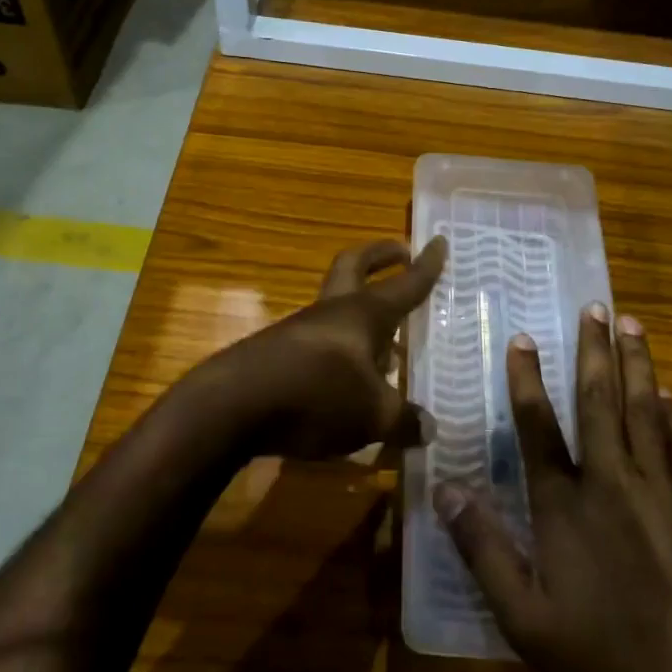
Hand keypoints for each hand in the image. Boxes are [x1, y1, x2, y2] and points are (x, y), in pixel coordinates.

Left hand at [209, 237, 446, 461]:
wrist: (232, 406)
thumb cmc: (316, 396)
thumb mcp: (372, 416)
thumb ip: (404, 420)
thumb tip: (428, 429)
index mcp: (364, 314)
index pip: (404, 284)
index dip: (425, 266)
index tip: (439, 242)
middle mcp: (332, 312)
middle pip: (354, 266)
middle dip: (380, 256)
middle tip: (400, 253)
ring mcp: (300, 329)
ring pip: (337, 307)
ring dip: (362, 313)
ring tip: (388, 345)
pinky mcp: (277, 352)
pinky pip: (320, 341)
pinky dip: (341, 350)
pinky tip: (349, 381)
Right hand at [435, 306, 671, 671]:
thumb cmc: (603, 653)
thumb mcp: (524, 616)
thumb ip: (483, 548)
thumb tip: (445, 490)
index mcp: (565, 504)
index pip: (539, 428)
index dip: (528, 381)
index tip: (524, 339)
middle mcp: (612, 481)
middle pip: (601, 402)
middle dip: (595, 351)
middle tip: (598, 307)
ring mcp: (660, 490)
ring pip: (646, 412)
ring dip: (638, 365)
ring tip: (634, 326)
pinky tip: (671, 396)